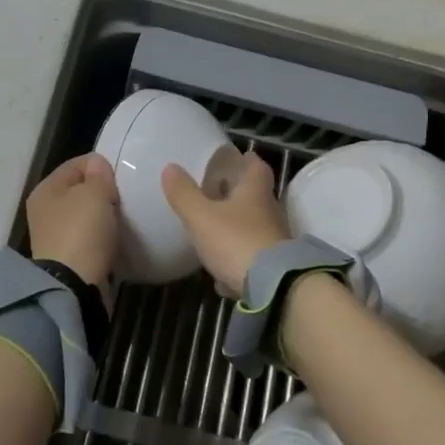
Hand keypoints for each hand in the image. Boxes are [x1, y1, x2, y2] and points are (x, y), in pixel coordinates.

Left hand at [26, 153, 119, 289]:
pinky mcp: (68, 258)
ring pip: (86, 215)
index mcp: (46, 189)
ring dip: (104, 216)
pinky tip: (117, 239)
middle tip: (124, 199)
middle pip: (80, 190)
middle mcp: (45, 210)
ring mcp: (55, 236)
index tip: (120, 178)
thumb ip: (99, 174)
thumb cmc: (82, 232)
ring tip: (123, 219)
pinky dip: (103, 237)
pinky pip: (90, 238)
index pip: (76, 164)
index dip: (100, 166)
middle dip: (103, 192)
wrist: (74, 287)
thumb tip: (97, 165)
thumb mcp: (95, 193)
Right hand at [161, 150, 288, 293]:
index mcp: (255, 192)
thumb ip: (184, 194)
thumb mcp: (202, 217)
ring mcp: (274, 241)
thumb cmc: (236, 241)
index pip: (257, 167)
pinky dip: (238, 262)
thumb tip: (170, 167)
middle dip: (239, 194)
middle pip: (256, 197)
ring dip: (238, 228)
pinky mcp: (273, 269)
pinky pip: (253, 259)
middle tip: (217, 193)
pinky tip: (222, 275)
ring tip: (214, 232)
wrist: (273, 287)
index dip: (247, 160)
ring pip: (254, 228)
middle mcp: (269, 212)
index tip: (238, 157)